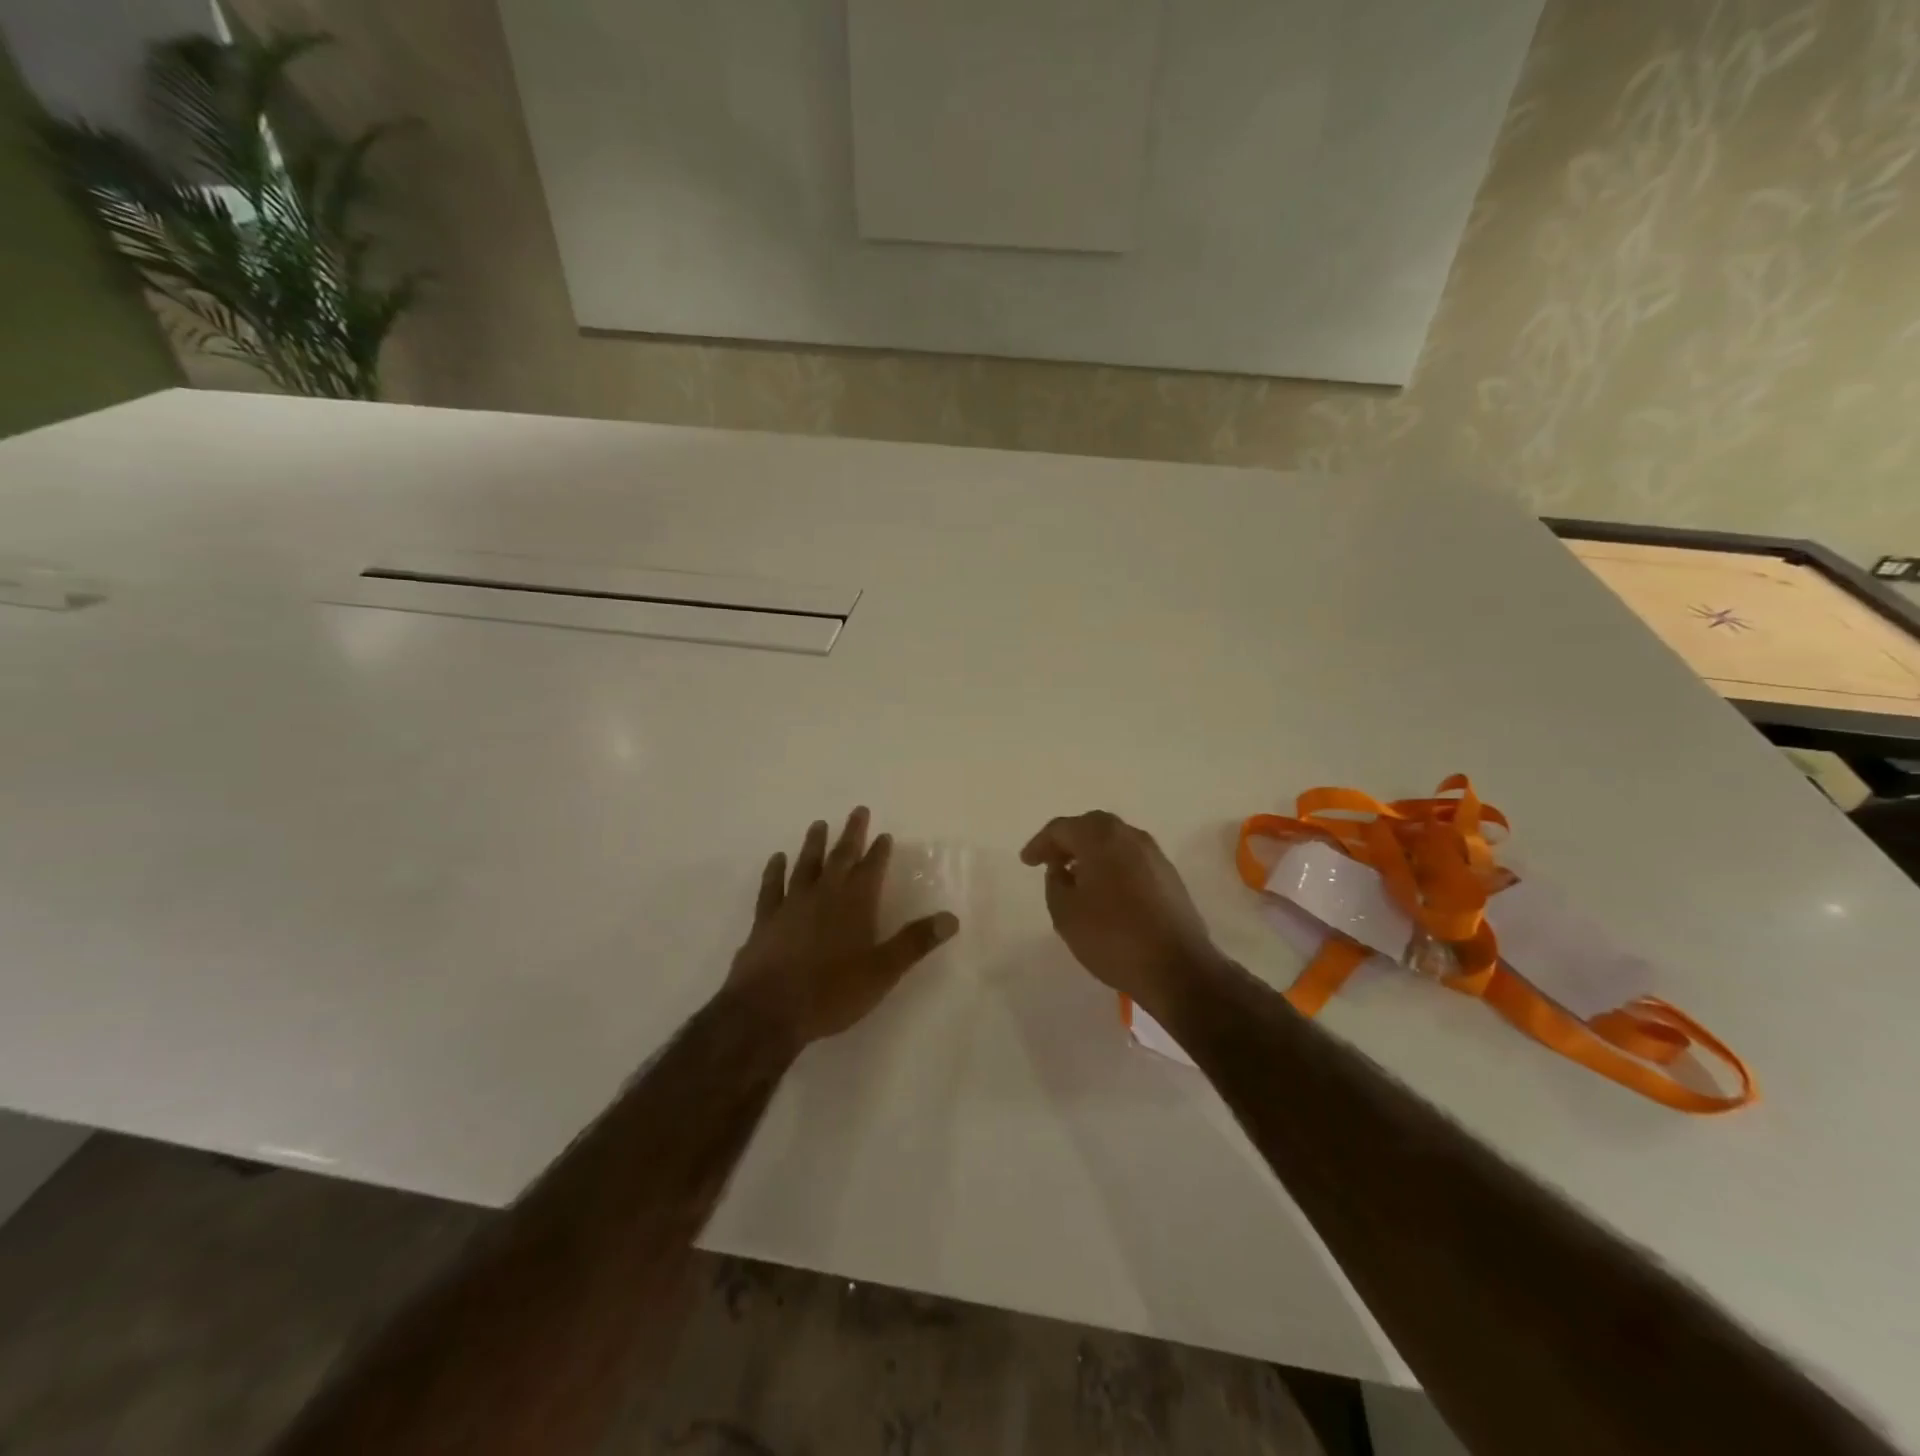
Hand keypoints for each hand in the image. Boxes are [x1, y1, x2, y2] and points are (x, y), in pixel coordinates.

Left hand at [725, 807, 958, 1049]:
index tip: (884, 835)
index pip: (872, 869)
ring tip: (819, 824)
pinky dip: (775, 870)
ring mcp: (791, 904)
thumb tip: (951, 918)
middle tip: (858, 811)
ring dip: (814, 844)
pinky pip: (771, 887)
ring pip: (805, 864)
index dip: (879, 851)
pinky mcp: (765, 920)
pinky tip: (777, 858)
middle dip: (852, 834)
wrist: (768, 1010)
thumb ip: (915, 942)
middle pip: (840, 857)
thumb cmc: (831, 992)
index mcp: (855, 904)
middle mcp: (824, 895)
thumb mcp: (883, 971)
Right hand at [1020, 811, 1222, 1017]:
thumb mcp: (1065, 914)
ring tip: (1076, 878)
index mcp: (1101, 838)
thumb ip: (1055, 884)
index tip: (1027, 862)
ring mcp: (1155, 856)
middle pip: (1092, 827)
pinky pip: (1132, 860)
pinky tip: (1105, 892)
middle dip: (1068, 842)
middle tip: (1050, 862)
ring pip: (1115, 843)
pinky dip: (1113, 867)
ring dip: (1092, 854)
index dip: (1040, 844)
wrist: (1178, 969)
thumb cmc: (1113, 937)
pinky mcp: (1170, 878)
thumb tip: (1061, 870)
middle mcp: (1131, 837)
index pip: (1062, 828)